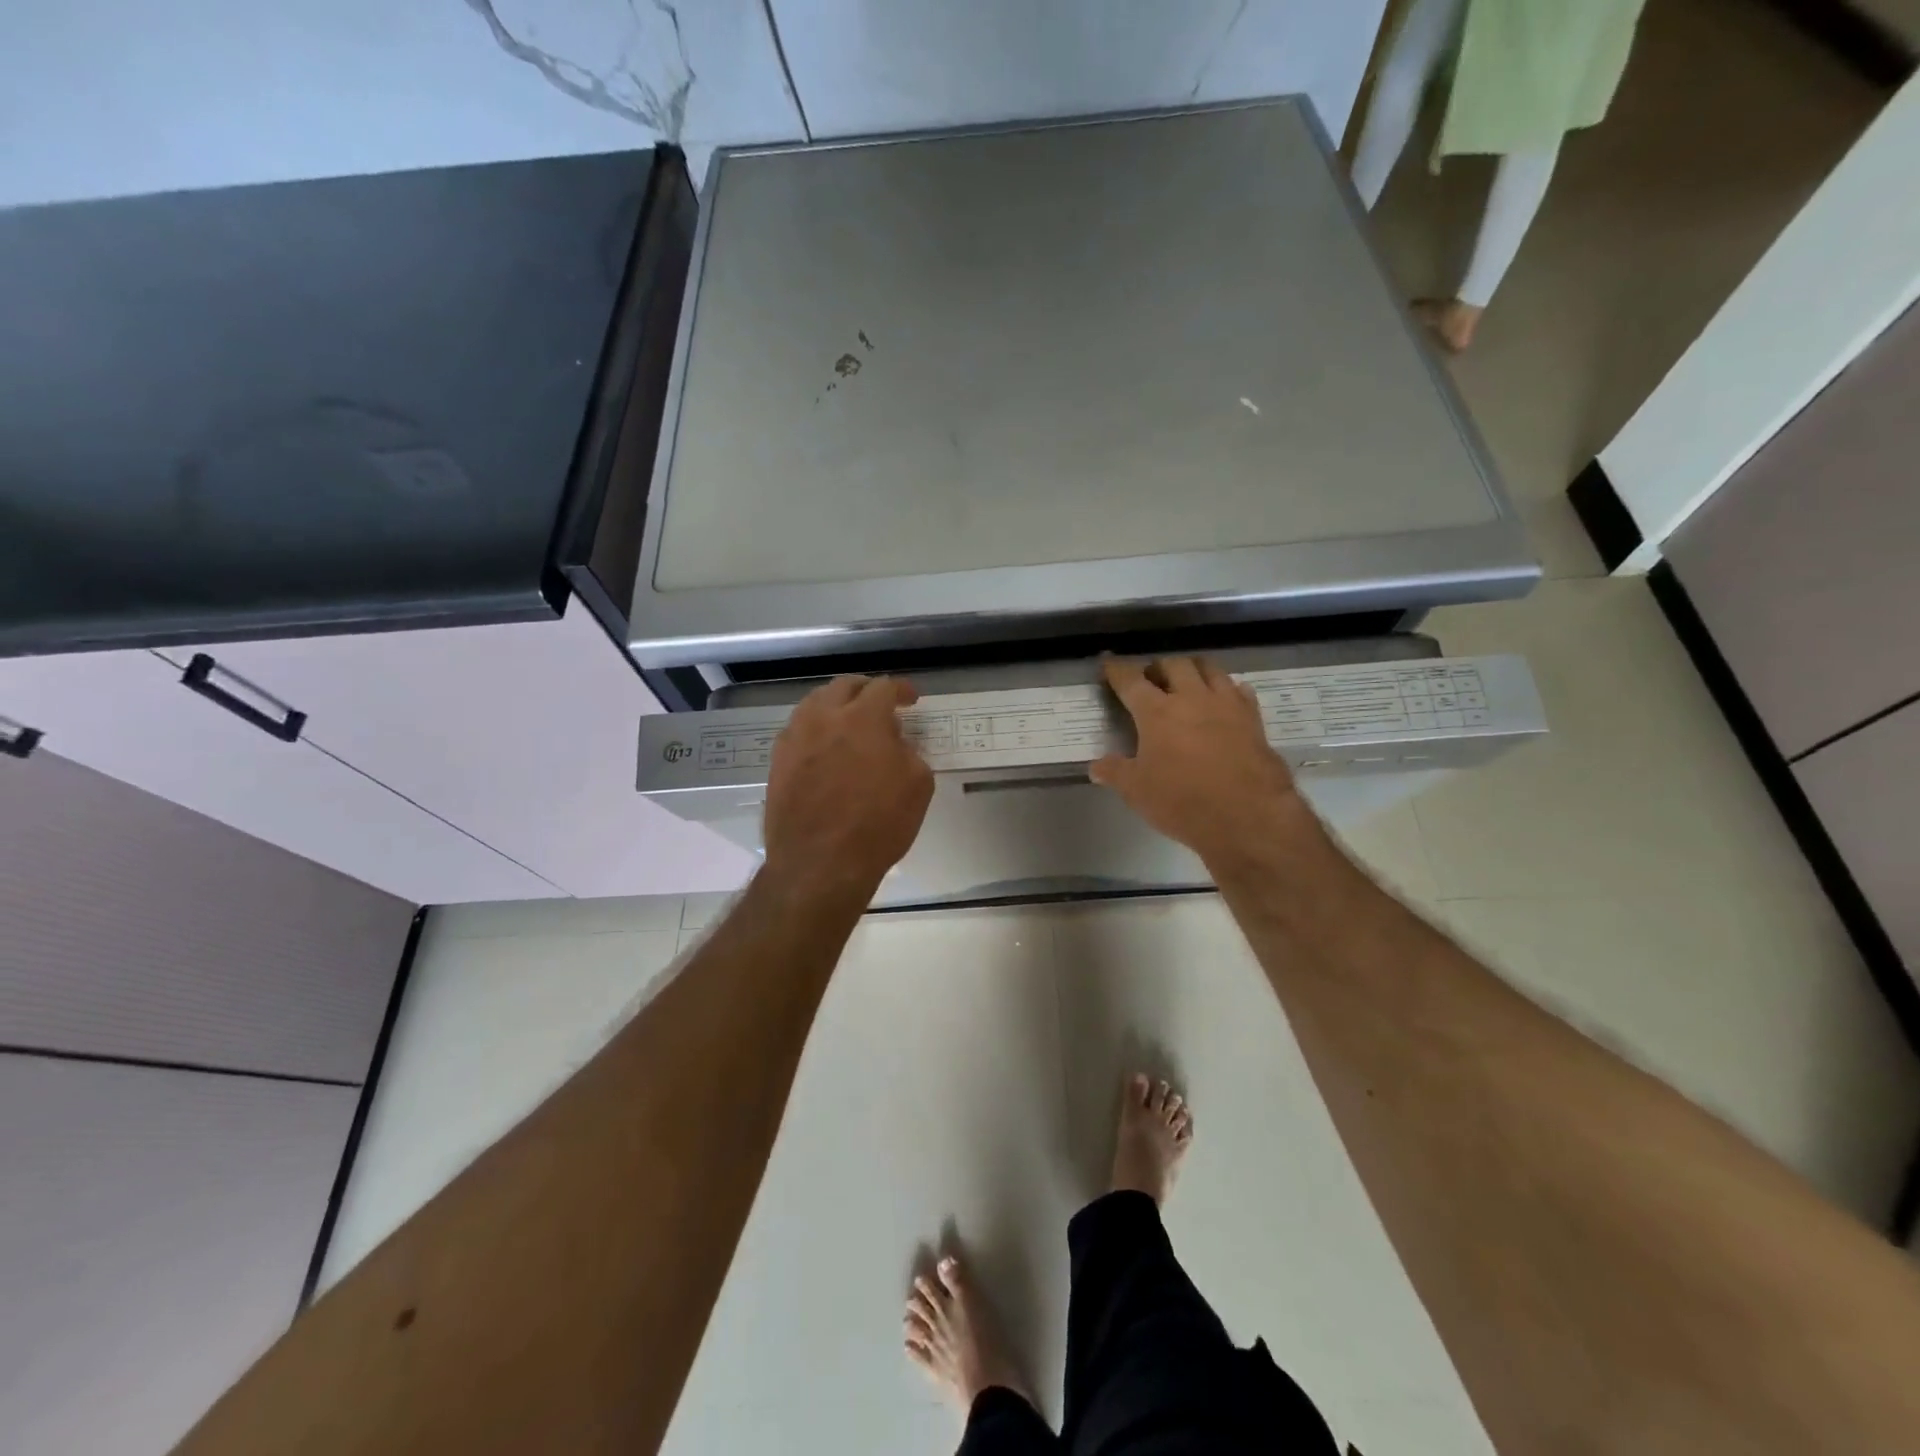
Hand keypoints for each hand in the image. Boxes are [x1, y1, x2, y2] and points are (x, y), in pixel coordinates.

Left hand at [761, 675, 934, 902]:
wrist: (820, 864)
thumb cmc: (878, 825)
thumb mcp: (918, 786)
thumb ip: (909, 753)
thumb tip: (895, 744)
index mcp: (863, 718)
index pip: (884, 687)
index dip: (901, 690)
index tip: (910, 700)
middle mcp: (824, 717)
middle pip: (844, 686)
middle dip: (866, 690)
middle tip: (880, 705)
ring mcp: (795, 738)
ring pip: (815, 704)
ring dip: (837, 706)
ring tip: (849, 724)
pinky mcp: (777, 761)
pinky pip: (798, 731)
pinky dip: (816, 730)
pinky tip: (826, 749)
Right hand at [1091, 657, 1316, 871]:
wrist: (1248, 817)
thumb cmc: (1183, 801)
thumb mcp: (1137, 791)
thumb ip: (1115, 772)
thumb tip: (1096, 766)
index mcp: (1157, 712)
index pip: (1130, 680)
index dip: (1116, 669)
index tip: (1108, 662)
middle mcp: (1192, 698)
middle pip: (1174, 665)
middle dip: (1158, 667)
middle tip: (1151, 680)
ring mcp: (1227, 705)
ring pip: (1210, 669)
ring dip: (1194, 670)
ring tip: (1187, 682)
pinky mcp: (1253, 719)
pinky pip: (1240, 691)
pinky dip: (1228, 689)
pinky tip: (1224, 700)